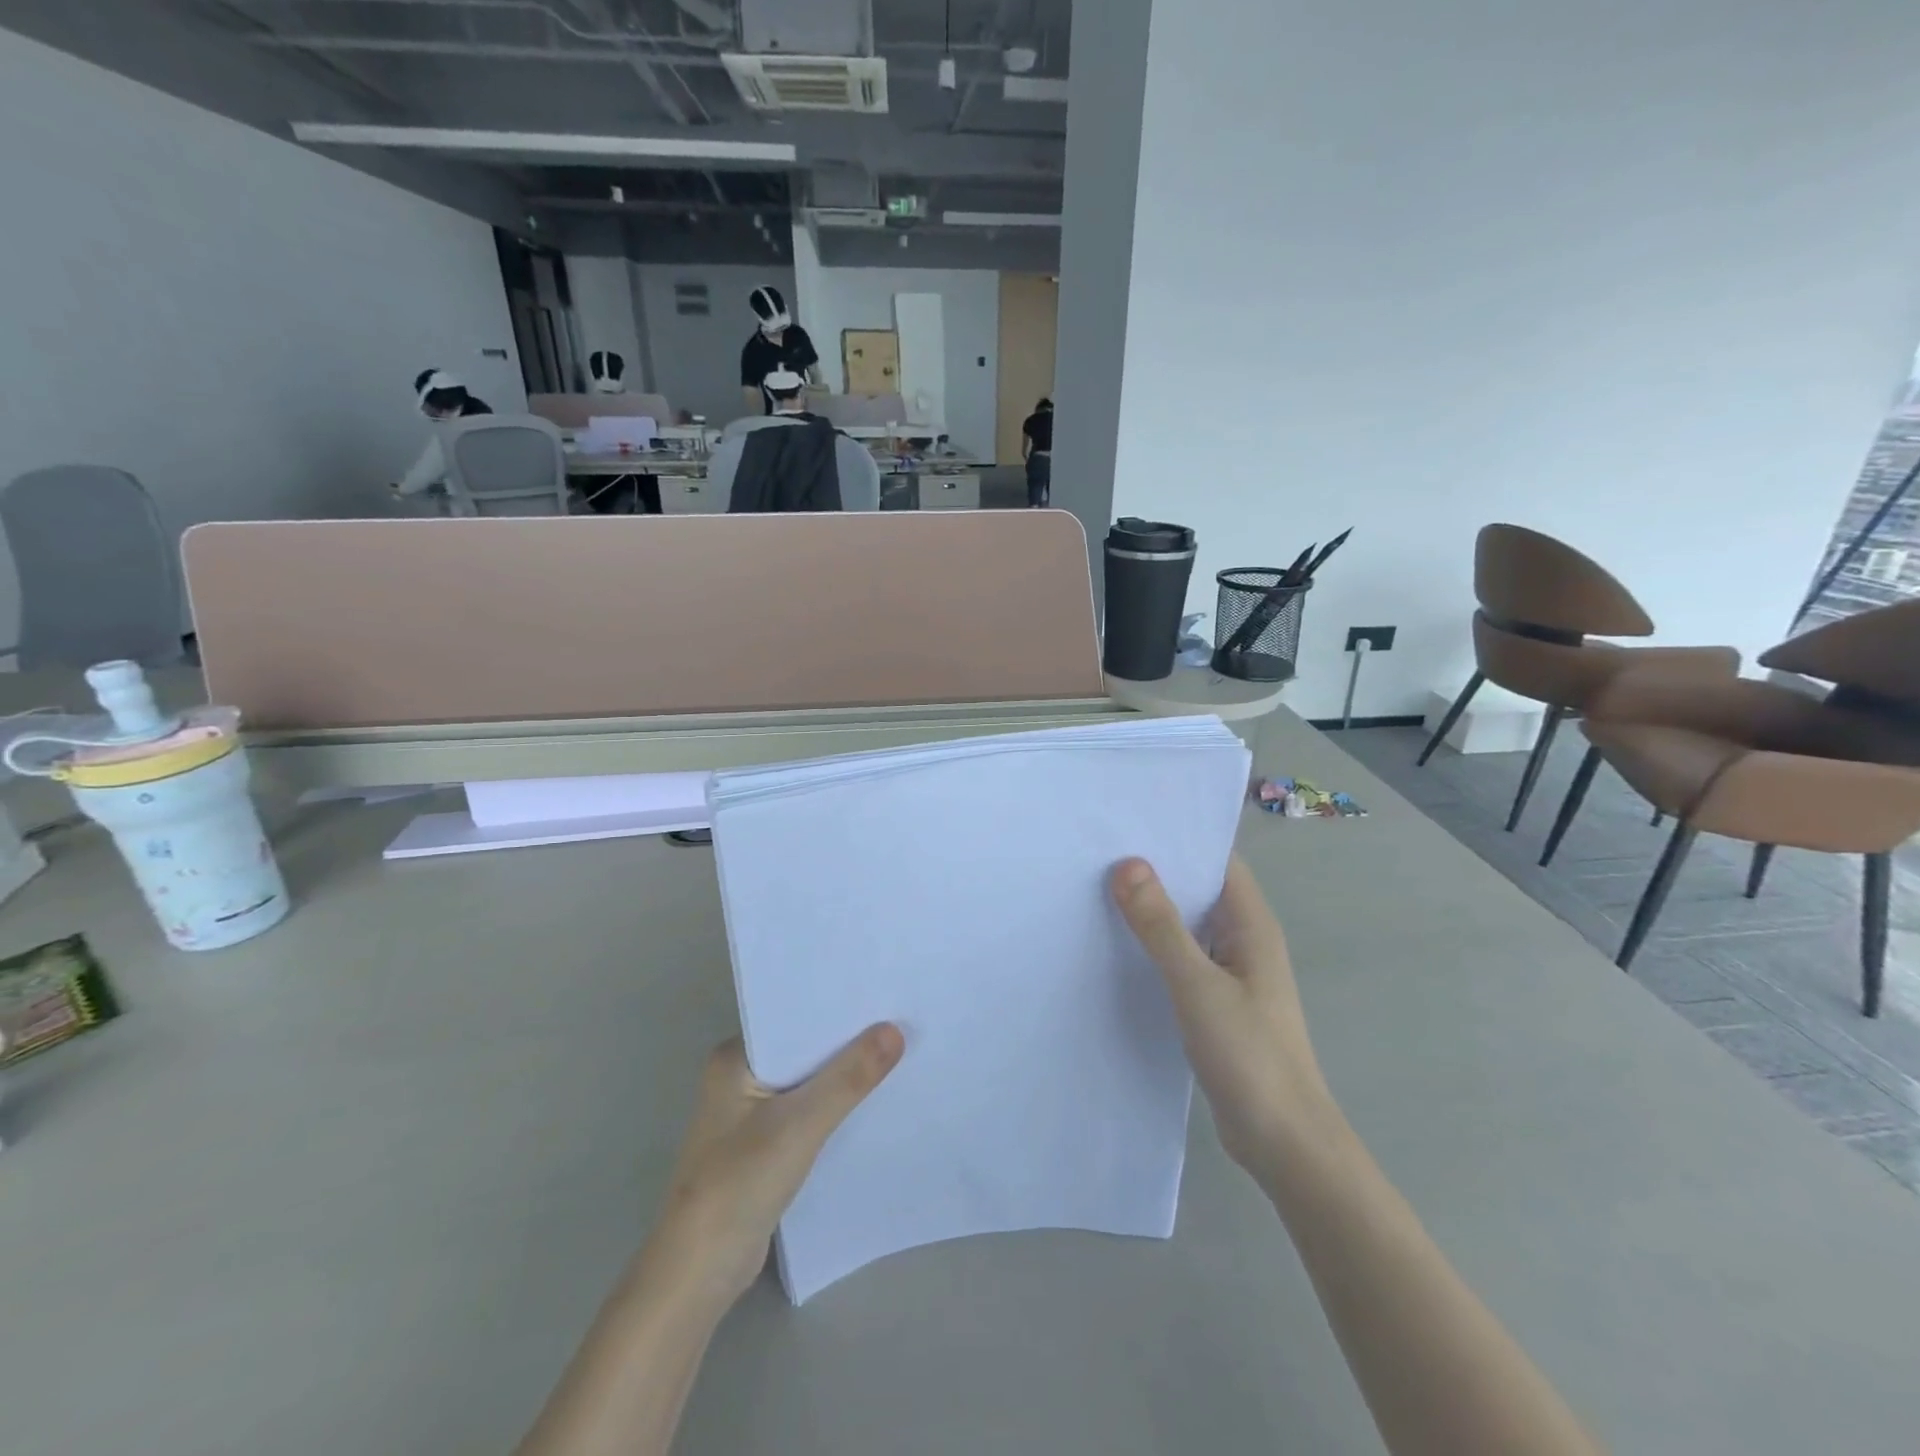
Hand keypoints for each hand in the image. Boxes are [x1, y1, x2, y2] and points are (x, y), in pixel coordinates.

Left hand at [643, 1026, 903, 1309]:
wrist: (698, 1275)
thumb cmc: (739, 1184)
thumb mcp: (800, 1125)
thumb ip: (848, 1078)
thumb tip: (895, 1030)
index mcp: (733, 1058)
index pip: (793, 1018)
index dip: (837, 1009)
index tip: (882, 995)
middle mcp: (738, 1077)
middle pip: (803, 1049)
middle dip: (845, 1040)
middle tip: (899, 1020)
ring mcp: (748, 1114)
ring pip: (807, 1082)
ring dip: (842, 1076)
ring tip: (895, 1053)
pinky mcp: (762, 1145)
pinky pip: (806, 1111)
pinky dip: (833, 1107)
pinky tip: (869, 1102)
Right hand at [1111, 856, 1335, 1179]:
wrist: (1283, 1143)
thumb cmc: (1249, 1056)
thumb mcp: (1198, 986)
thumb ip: (1161, 927)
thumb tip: (1128, 864)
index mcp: (1251, 926)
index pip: (1217, 862)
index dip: (1178, 839)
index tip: (1128, 823)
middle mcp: (1243, 941)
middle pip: (1197, 891)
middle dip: (1155, 872)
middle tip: (1098, 852)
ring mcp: (1229, 974)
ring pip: (1185, 927)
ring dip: (1150, 911)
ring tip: (1095, 889)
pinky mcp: (1214, 1003)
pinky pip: (1180, 959)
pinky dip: (1152, 948)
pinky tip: (1114, 946)